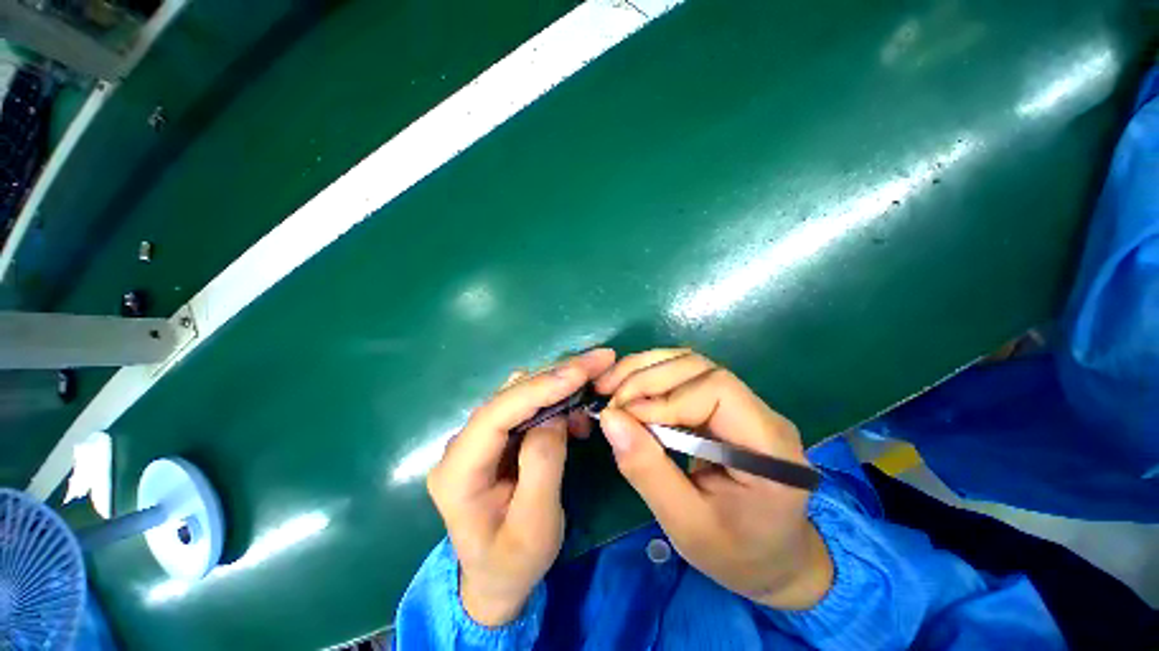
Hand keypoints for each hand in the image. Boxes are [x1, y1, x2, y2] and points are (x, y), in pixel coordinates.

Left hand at [427, 348, 615, 625]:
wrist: (496, 577)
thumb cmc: (514, 561)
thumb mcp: (535, 526)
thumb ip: (542, 466)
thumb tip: (555, 415)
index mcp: (457, 471)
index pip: (497, 414)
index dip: (539, 388)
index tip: (580, 370)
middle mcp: (463, 444)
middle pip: (511, 394)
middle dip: (557, 375)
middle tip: (599, 360)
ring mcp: (480, 436)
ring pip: (521, 392)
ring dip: (559, 383)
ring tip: (593, 384)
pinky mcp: (498, 435)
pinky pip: (528, 404)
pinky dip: (556, 398)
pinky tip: (576, 410)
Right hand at [595, 349, 832, 609]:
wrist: (772, 559)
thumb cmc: (736, 553)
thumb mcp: (687, 526)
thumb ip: (648, 471)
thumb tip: (610, 419)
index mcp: (768, 443)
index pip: (715, 389)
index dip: (665, 397)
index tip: (624, 417)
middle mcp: (759, 411)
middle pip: (698, 367)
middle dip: (647, 377)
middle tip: (608, 396)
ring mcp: (742, 402)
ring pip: (688, 364)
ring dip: (644, 370)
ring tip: (610, 385)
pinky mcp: (722, 404)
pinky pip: (683, 377)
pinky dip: (650, 377)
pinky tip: (627, 389)